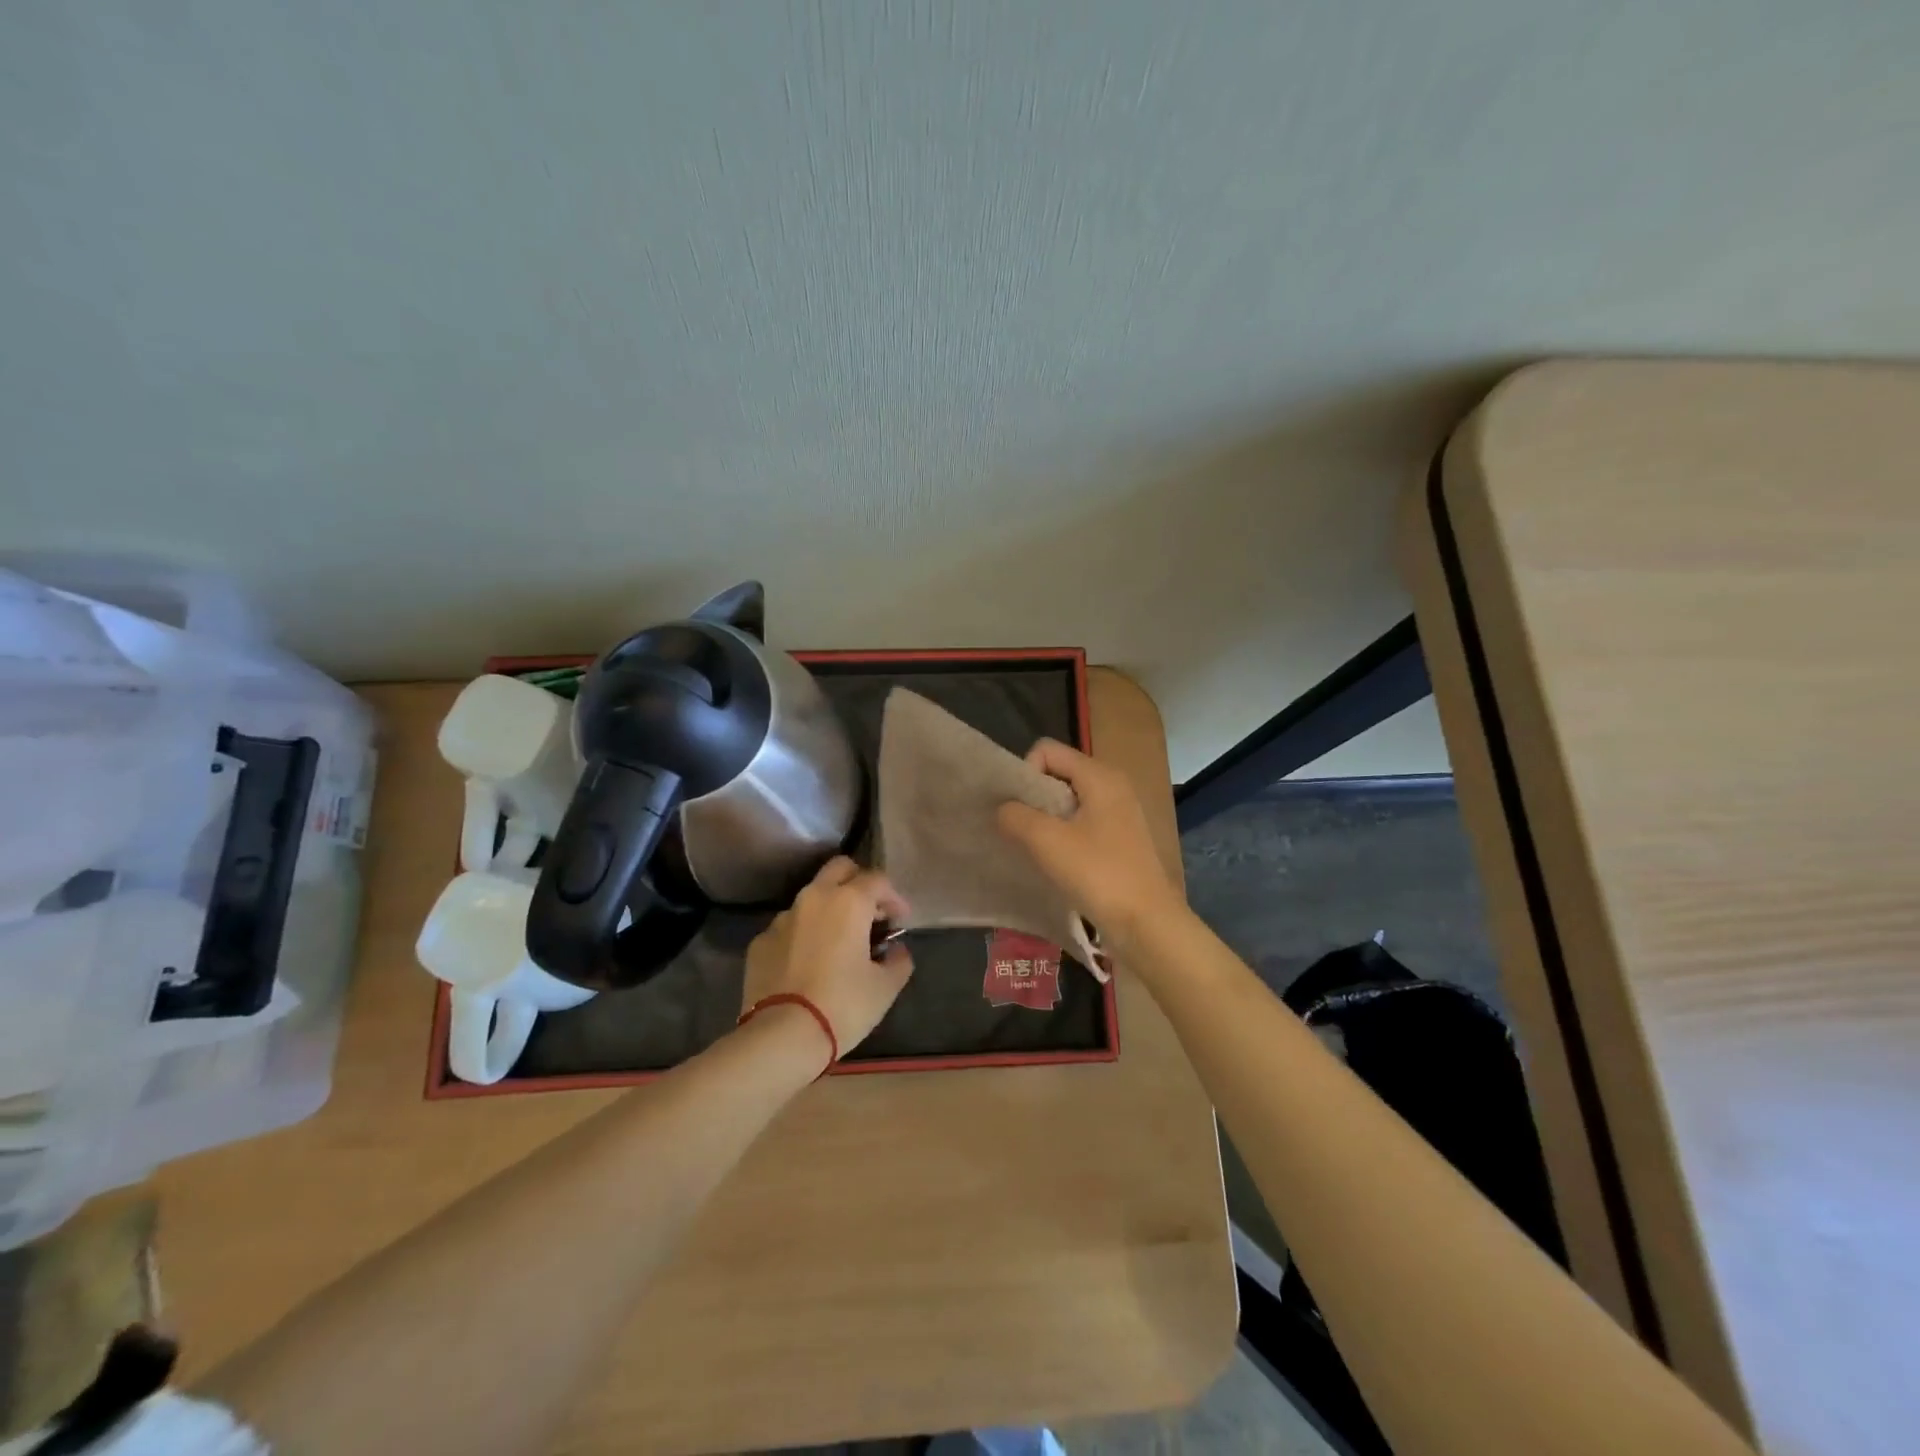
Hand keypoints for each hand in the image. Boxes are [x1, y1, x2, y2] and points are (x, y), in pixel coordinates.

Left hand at [740, 856, 913, 1061]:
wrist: (781, 1036)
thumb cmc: (843, 1006)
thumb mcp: (885, 987)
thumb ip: (898, 961)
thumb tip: (897, 950)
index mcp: (848, 902)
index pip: (877, 880)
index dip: (894, 897)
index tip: (901, 920)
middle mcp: (814, 898)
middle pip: (839, 869)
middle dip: (858, 882)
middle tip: (870, 912)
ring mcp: (782, 918)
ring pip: (811, 897)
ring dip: (829, 909)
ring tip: (839, 940)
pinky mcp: (760, 942)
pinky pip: (789, 927)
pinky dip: (804, 935)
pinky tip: (809, 963)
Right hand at [996, 739, 1182, 950]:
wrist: (1146, 923)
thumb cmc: (1098, 874)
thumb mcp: (1047, 842)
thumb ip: (1016, 816)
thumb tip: (1003, 809)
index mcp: (1099, 775)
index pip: (1047, 750)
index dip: (1025, 773)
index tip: (1019, 809)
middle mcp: (1113, 785)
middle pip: (1058, 773)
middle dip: (1033, 797)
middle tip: (1021, 830)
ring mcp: (1120, 812)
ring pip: (1069, 800)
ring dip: (1046, 819)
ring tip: (1036, 848)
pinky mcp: (1121, 838)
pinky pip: (1082, 822)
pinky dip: (1064, 834)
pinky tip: (1057, 861)